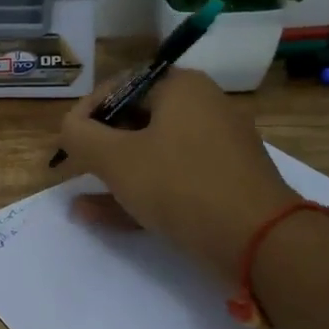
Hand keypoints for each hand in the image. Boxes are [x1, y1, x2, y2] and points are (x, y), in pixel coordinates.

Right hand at [57, 67, 297, 279]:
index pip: (120, 86)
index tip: (67, 140)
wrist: (260, 242)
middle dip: (100, 148)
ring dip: (115, 175)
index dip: (86, 112)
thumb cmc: (181, 185)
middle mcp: (203, 108)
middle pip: (137, 120)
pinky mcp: (225, 183)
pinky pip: (173, 179)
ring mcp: (218, 148)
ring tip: (80, 200)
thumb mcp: (116, 159)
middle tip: (76, 169)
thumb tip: (69, 127)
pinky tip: (102, 216)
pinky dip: (141, 192)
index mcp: (182, 87)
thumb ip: (80, 137)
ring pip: (153, 154)